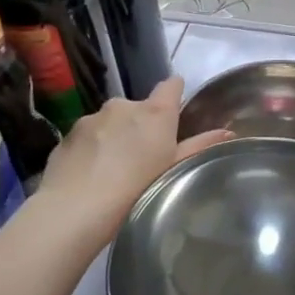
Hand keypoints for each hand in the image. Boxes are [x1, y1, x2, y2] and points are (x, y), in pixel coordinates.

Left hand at [32, 77, 230, 255]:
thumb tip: (227, 132)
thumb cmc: (136, 189)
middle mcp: (123, 105)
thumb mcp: (174, 169)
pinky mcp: (67, 134)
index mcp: (155, 112)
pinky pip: (86, 137)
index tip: (173, 116)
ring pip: (110, 122)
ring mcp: (92, 118)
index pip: (171, 85)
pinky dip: (89, 149)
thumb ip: (199, 146)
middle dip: (140, 125)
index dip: (174, 96)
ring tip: (111, 171)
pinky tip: (88, 176)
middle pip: (139, 108)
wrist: (74, 210)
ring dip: (113, 137)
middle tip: (141, 158)